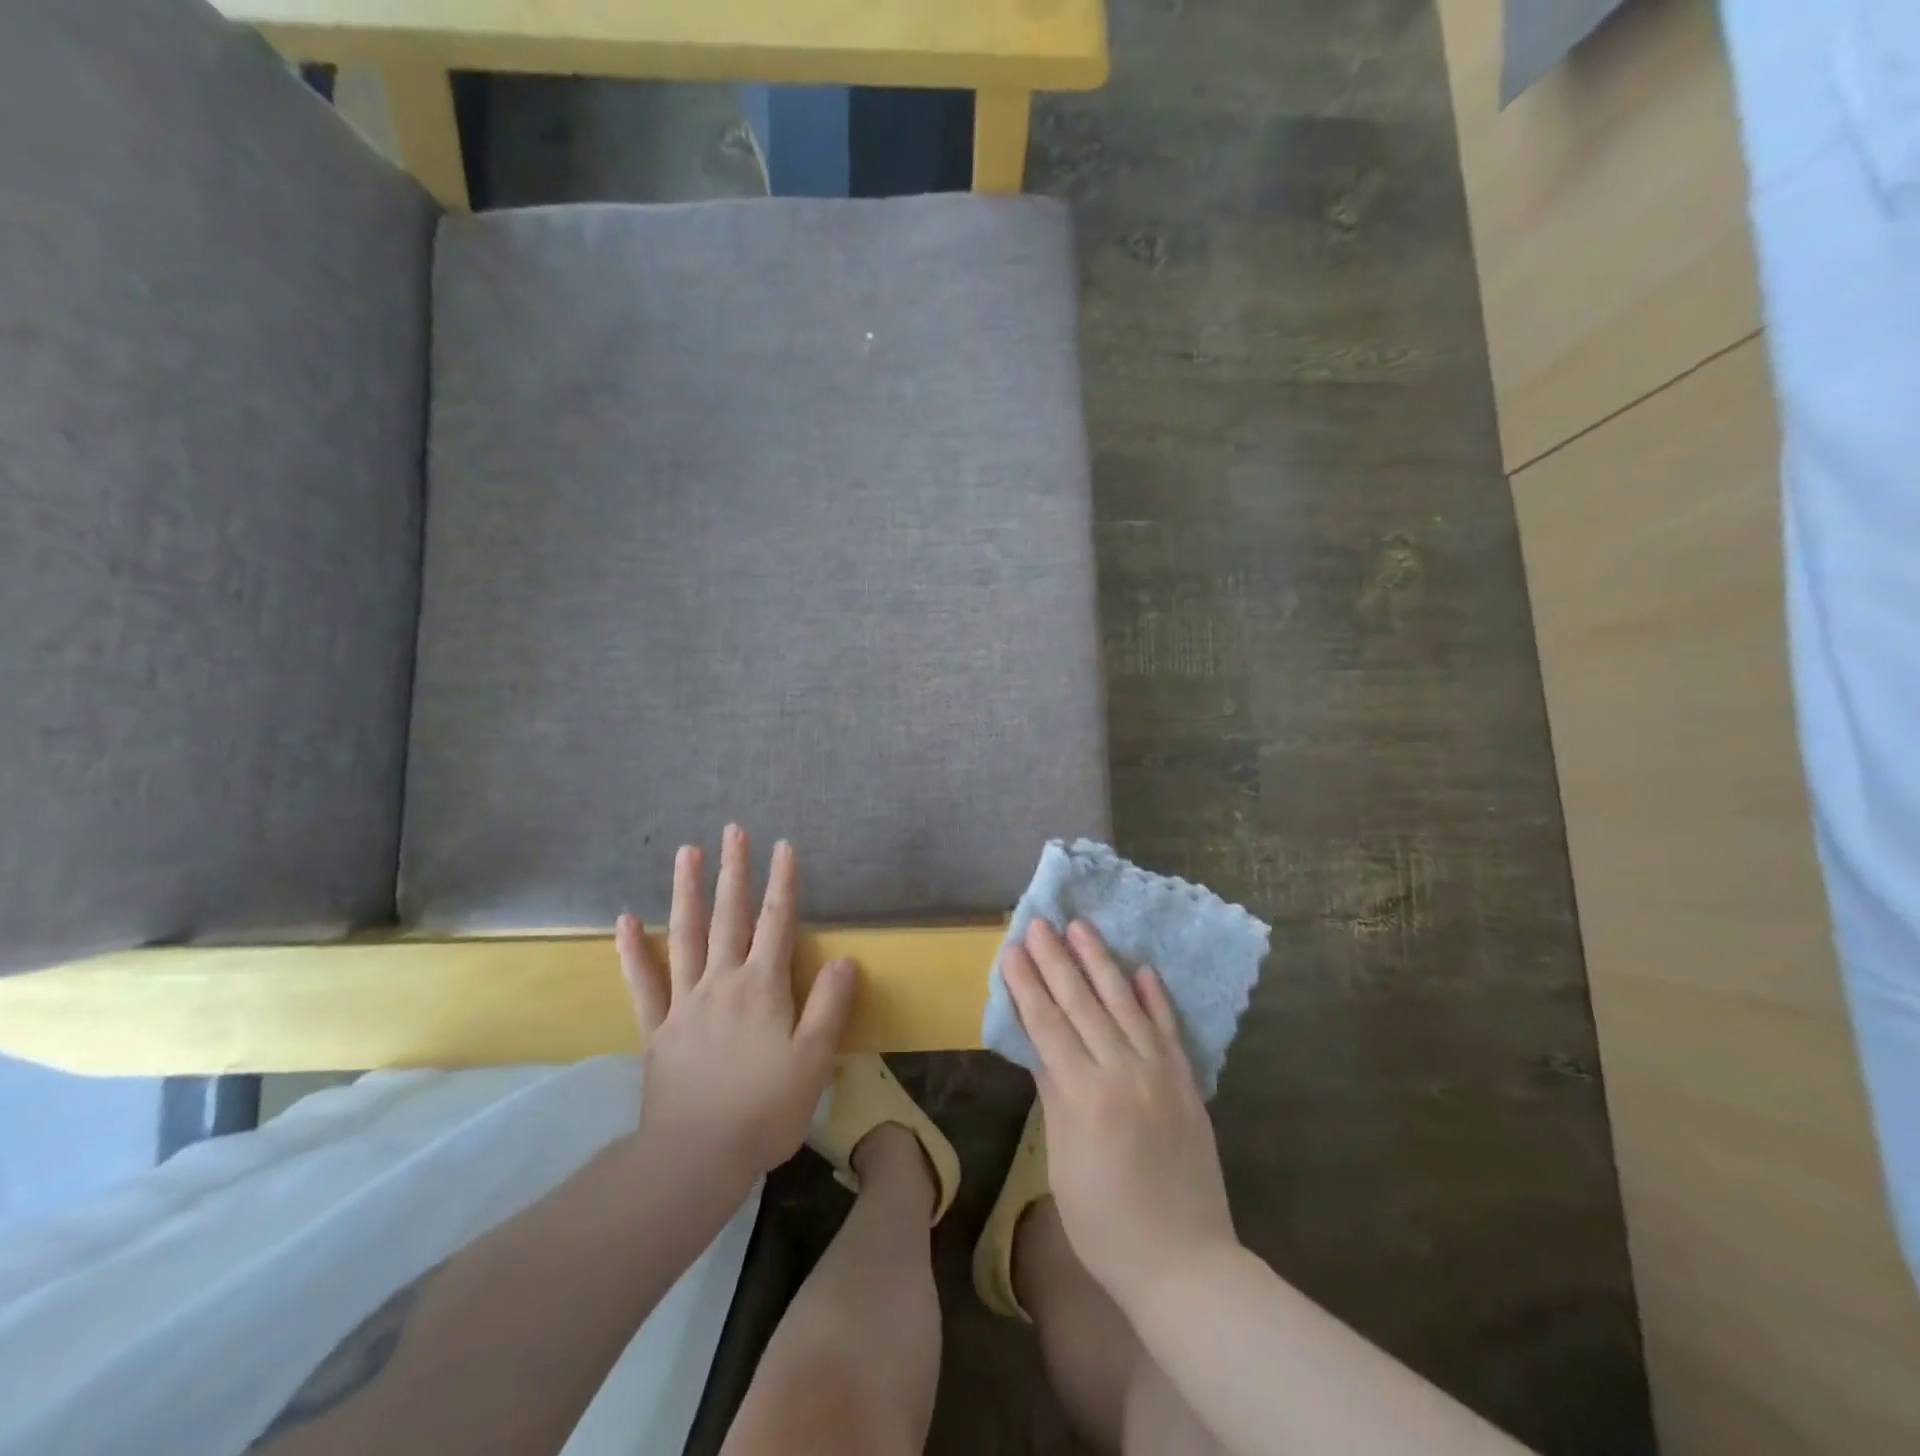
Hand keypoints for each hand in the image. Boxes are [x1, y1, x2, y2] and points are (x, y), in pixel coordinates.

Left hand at [617, 826, 856, 1183]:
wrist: (695, 1158)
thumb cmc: (764, 1109)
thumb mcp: (814, 1060)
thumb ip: (830, 1006)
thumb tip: (846, 959)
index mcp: (762, 987)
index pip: (778, 923)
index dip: (783, 883)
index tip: (783, 846)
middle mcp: (722, 983)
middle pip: (730, 916)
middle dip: (734, 871)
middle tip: (733, 830)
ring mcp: (685, 1002)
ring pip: (685, 936)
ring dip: (687, 892)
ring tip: (686, 853)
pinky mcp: (657, 1029)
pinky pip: (644, 983)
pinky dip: (633, 951)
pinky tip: (626, 921)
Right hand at [1002, 919, 1237, 1315]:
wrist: (1186, 1263)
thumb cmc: (1105, 1225)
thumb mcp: (1062, 1162)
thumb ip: (1053, 1095)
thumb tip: (1039, 1046)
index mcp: (1083, 1096)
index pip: (1047, 1024)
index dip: (1027, 984)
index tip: (1012, 949)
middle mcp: (1122, 1071)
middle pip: (1082, 1003)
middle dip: (1056, 959)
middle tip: (1039, 922)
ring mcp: (1160, 1073)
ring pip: (1124, 1003)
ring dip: (1100, 961)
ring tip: (1081, 926)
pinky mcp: (1187, 1082)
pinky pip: (1169, 1028)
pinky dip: (1155, 996)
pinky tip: (1142, 968)